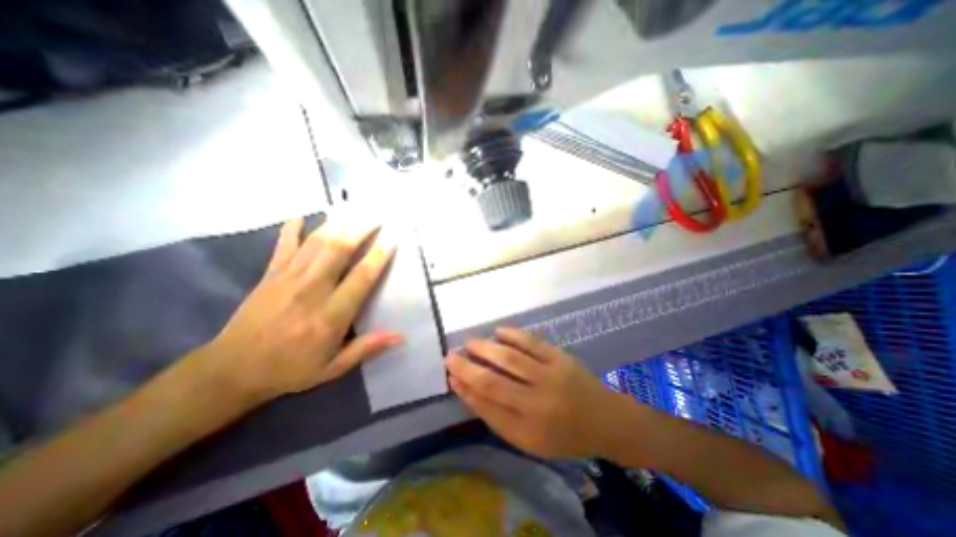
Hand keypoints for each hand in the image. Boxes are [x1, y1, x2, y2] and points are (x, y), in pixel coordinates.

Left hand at [197, 216, 399, 404]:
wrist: (231, 371)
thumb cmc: (290, 370)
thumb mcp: (333, 368)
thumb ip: (366, 348)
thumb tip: (400, 337)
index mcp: (330, 315)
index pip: (361, 278)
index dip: (379, 256)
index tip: (392, 239)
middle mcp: (311, 290)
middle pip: (339, 250)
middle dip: (360, 229)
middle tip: (376, 215)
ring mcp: (288, 279)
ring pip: (316, 243)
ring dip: (336, 223)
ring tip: (353, 209)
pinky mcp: (269, 275)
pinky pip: (283, 246)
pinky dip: (292, 229)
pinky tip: (300, 215)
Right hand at [446, 328, 628, 458]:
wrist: (605, 419)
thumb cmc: (563, 435)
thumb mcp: (529, 440)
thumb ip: (498, 416)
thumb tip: (469, 390)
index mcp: (528, 429)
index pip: (487, 407)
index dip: (465, 389)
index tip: (450, 376)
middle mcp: (538, 403)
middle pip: (494, 382)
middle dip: (467, 368)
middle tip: (450, 356)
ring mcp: (551, 376)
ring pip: (510, 358)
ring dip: (485, 348)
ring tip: (469, 343)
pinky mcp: (561, 357)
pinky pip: (532, 342)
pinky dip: (512, 335)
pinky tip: (497, 331)